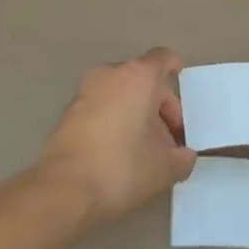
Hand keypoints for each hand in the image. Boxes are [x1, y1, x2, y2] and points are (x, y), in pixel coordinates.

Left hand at [35, 47, 197, 225]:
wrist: (63, 190)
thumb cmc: (122, 167)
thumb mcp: (165, 168)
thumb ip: (182, 158)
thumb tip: (185, 156)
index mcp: (139, 76)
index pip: (163, 58)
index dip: (174, 68)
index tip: (180, 81)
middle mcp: (111, 74)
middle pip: (142, 77)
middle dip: (158, 102)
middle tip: (167, 134)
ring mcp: (85, 92)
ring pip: (119, 92)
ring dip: (134, 111)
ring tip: (144, 145)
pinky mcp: (68, 113)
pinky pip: (100, 107)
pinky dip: (113, 119)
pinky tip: (118, 151)